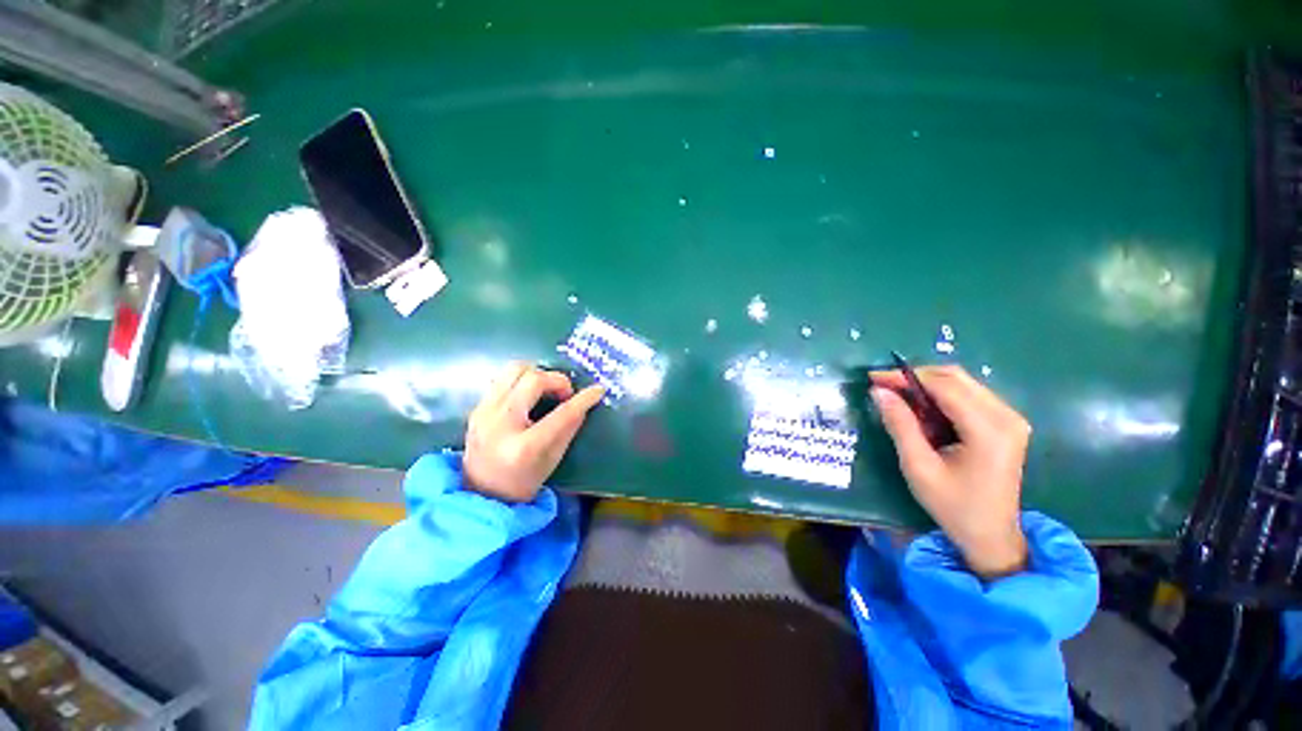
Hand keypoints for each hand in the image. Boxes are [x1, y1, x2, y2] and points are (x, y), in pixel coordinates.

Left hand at [464, 363, 604, 502]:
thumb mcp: (553, 459)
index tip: (598, 390)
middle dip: (557, 380)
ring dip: (538, 374)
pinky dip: (522, 380)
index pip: (561, 414)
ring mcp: (484, 412)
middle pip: (533, 379)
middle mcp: (500, 424)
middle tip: (565, 393)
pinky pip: (503, 378)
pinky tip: (530, 395)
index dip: (583, 399)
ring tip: (547, 389)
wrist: (481, 493)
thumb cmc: (523, 481)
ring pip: (514, 369)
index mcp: (524, 446)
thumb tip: (583, 402)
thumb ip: (569, 428)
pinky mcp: (478, 406)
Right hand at [870, 366, 1029, 578]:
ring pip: (962, 383)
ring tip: (897, 396)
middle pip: (956, 377)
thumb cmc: (953, 505)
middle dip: (915, 376)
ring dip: (927, 384)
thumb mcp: (918, 467)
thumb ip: (900, 425)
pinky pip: (969, 395)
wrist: (991, 536)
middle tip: (883, 385)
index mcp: (989, 430)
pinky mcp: (1006, 424)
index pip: (944, 386)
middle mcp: (1006, 417)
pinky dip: (940, 395)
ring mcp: (1010, 419)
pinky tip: (921, 408)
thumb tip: (879, 391)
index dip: (906, 377)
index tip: (873, 377)